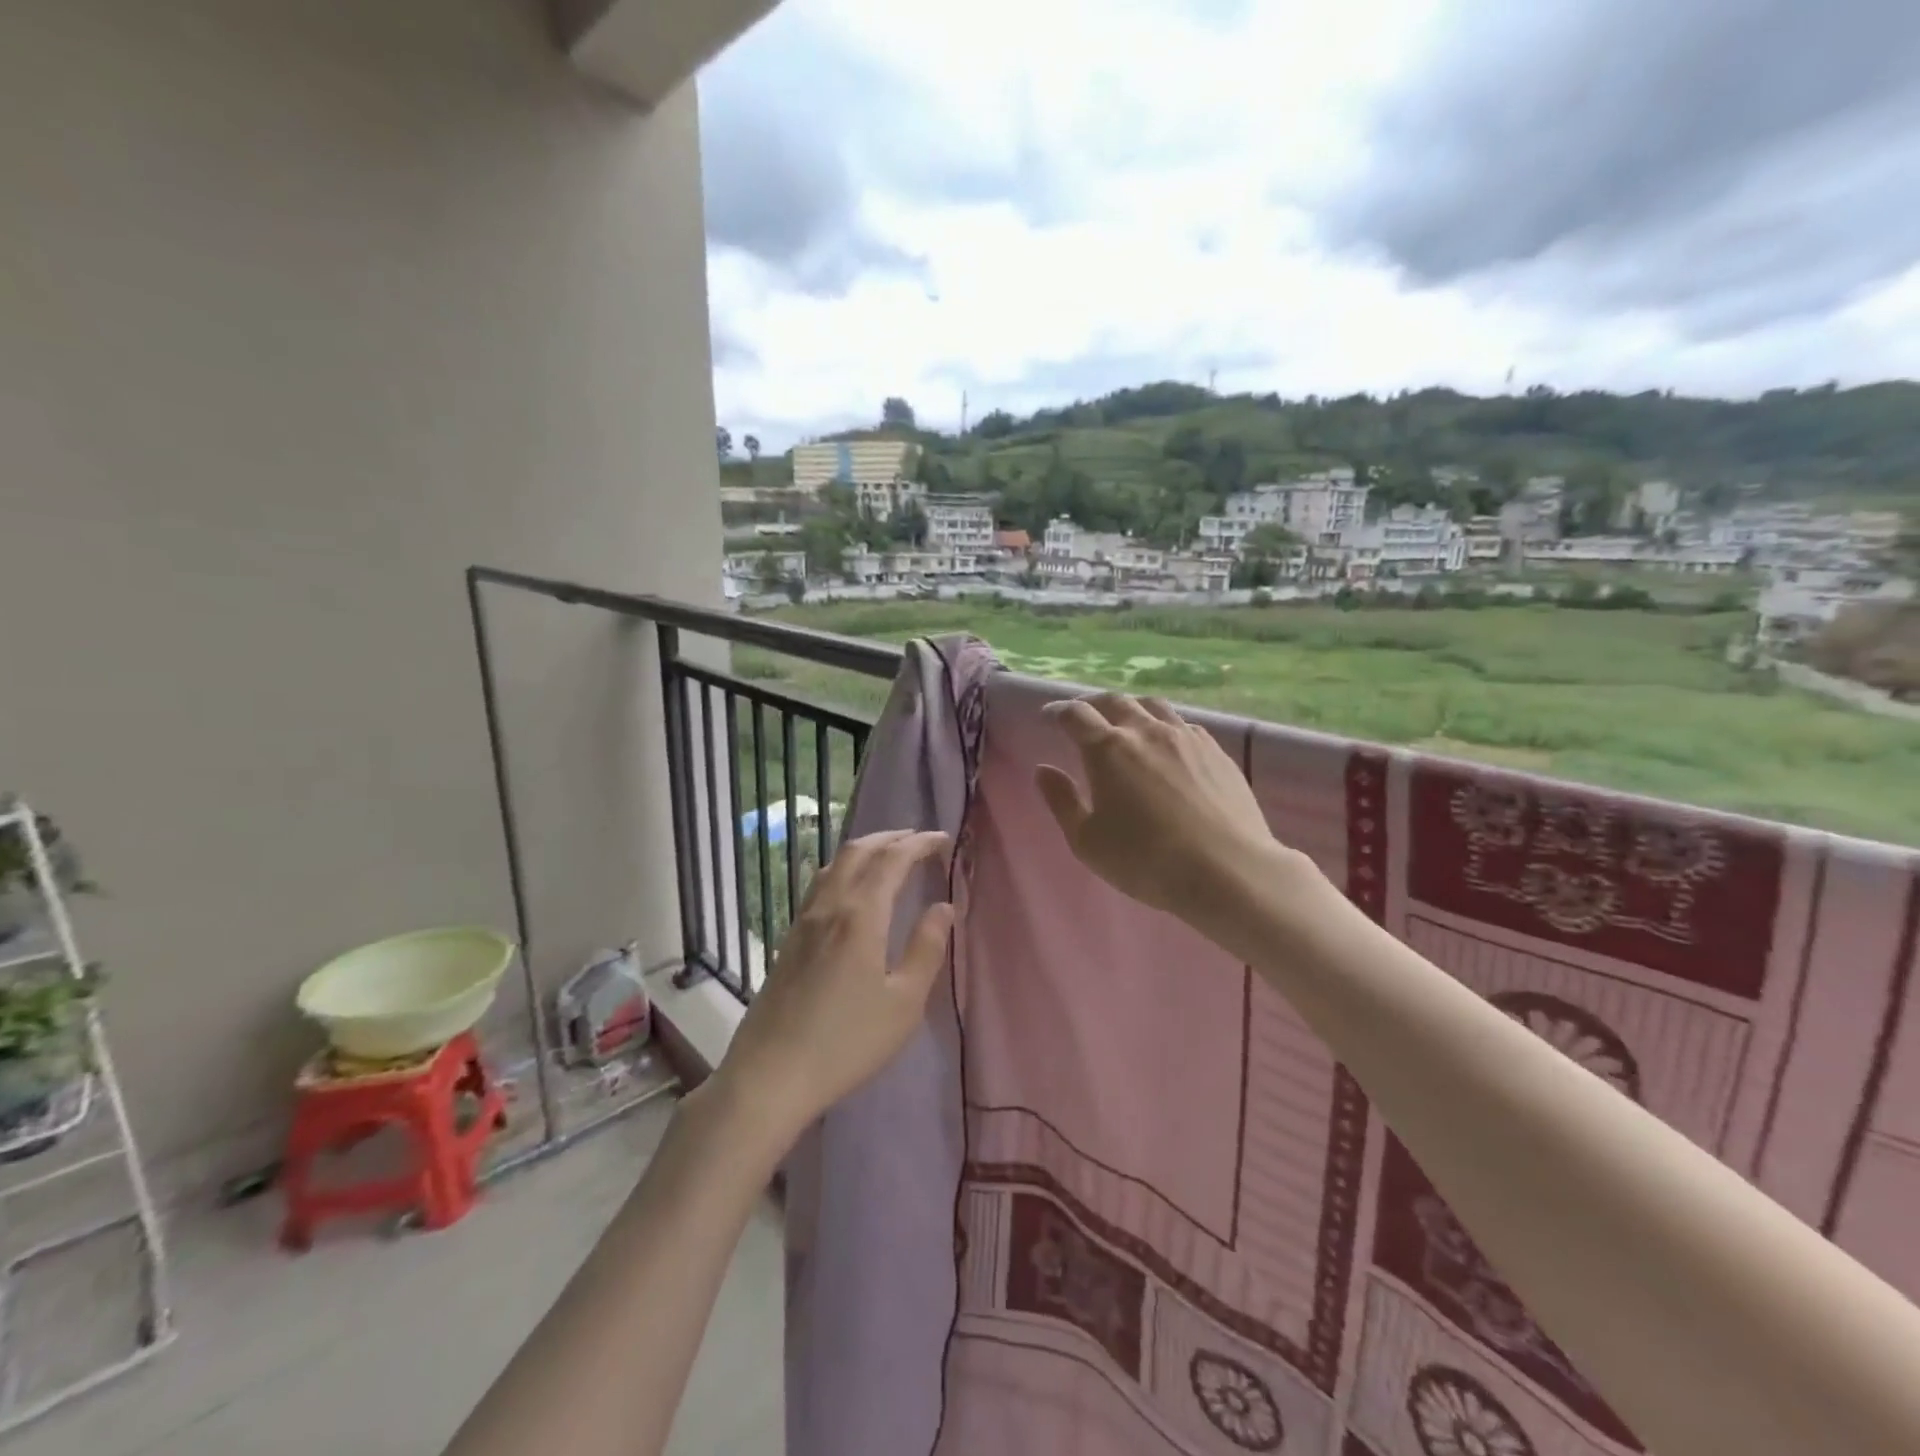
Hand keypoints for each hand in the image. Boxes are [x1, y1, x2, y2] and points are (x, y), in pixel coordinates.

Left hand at [714, 830, 952, 1137]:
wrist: (769, 1076)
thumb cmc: (846, 1043)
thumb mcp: (903, 1003)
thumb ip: (926, 949)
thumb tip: (944, 907)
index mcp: (860, 916)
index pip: (893, 860)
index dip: (920, 843)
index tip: (944, 840)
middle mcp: (829, 906)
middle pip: (858, 851)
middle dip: (892, 837)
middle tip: (919, 840)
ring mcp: (803, 921)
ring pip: (834, 864)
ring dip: (865, 849)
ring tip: (888, 855)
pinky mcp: (788, 939)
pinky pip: (820, 884)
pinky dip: (844, 869)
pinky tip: (851, 889)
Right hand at [1035, 693, 1284, 920]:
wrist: (1227, 870)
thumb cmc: (1145, 860)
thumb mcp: (1087, 841)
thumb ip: (1062, 801)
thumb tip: (1043, 770)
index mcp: (1108, 749)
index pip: (1075, 715)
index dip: (1058, 711)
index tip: (1049, 716)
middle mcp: (1146, 731)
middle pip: (1114, 701)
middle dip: (1092, 703)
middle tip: (1083, 715)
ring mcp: (1185, 737)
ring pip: (1152, 705)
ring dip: (1131, 707)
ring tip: (1126, 722)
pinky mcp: (1216, 751)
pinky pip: (1183, 724)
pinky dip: (1164, 725)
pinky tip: (1167, 744)